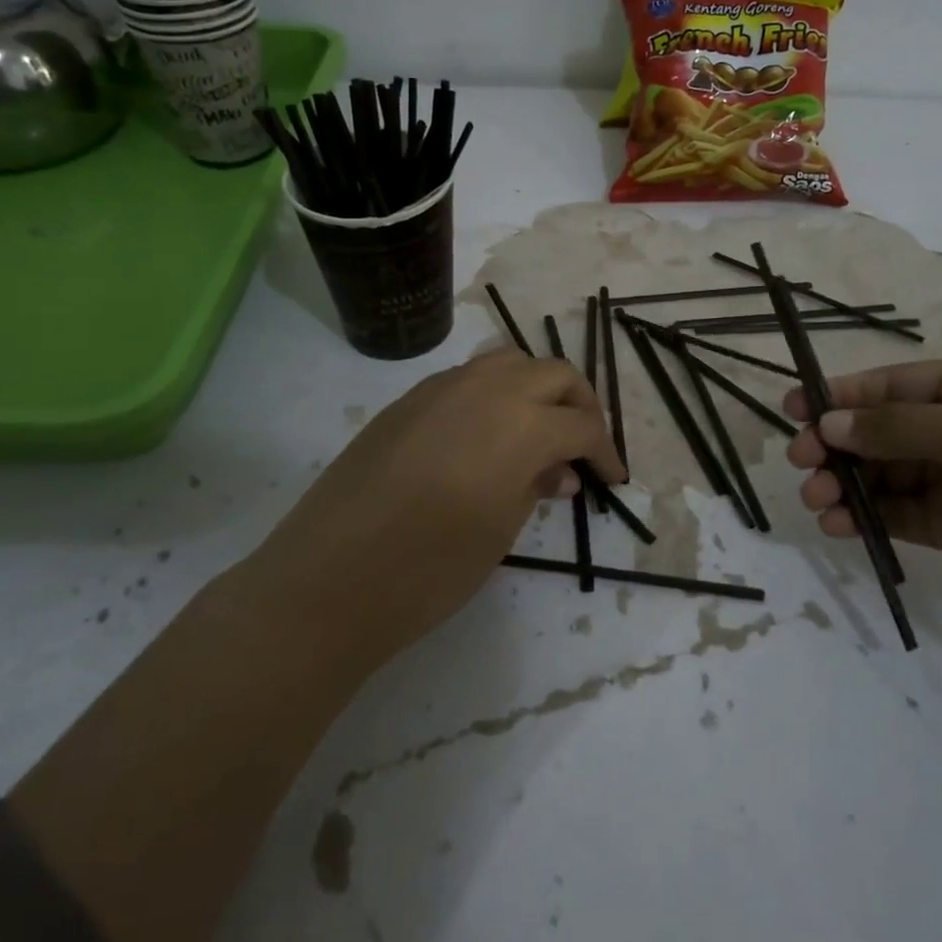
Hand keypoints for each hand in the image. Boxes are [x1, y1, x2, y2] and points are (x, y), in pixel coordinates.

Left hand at [259, 349, 625, 669]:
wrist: (328, 579)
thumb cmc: (429, 568)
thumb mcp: (500, 531)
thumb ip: (536, 487)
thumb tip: (558, 471)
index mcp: (522, 423)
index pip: (582, 423)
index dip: (605, 451)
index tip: (612, 478)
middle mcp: (487, 389)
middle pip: (554, 373)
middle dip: (579, 404)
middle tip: (583, 445)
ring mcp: (441, 387)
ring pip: (509, 362)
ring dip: (536, 388)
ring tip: (538, 430)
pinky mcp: (407, 400)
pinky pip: (467, 378)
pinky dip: (493, 394)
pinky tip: (485, 435)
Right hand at [785, 356, 941, 640]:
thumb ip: (897, 428)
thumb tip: (828, 423)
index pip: (893, 385)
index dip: (841, 395)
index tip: (793, 410)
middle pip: (880, 430)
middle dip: (836, 444)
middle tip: (800, 462)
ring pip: (883, 475)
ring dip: (845, 484)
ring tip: (816, 499)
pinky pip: (898, 515)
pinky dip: (865, 519)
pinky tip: (839, 525)